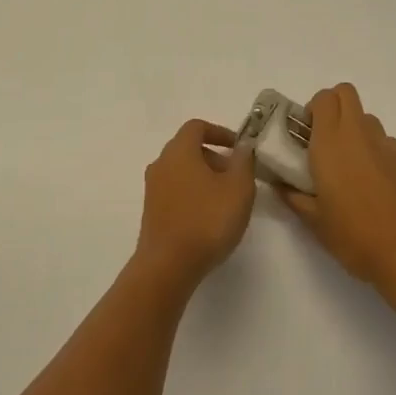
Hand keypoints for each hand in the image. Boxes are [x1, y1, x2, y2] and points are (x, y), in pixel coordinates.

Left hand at [135, 119, 256, 290]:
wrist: (167, 266)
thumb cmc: (207, 220)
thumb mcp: (239, 188)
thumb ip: (243, 162)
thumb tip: (242, 147)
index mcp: (179, 151)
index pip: (197, 127)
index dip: (220, 132)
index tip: (239, 147)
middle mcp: (161, 164)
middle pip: (188, 149)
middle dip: (214, 157)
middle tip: (236, 176)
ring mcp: (153, 189)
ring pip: (182, 171)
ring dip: (204, 177)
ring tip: (226, 199)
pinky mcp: (152, 212)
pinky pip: (175, 191)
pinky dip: (193, 193)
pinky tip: (208, 217)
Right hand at [281, 84, 395, 289]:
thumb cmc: (355, 236)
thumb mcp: (315, 222)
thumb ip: (294, 198)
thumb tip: (280, 186)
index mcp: (332, 142)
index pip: (323, 98)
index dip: (312, 109)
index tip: (304, 135)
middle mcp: (359, 134)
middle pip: (345, 93)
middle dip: (332, 106)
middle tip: (321, 140)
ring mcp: (386, 145)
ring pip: (366, 117)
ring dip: (352, 128)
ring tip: (346, 165)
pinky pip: (383, 141)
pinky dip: (372, 149)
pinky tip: (370, 183)